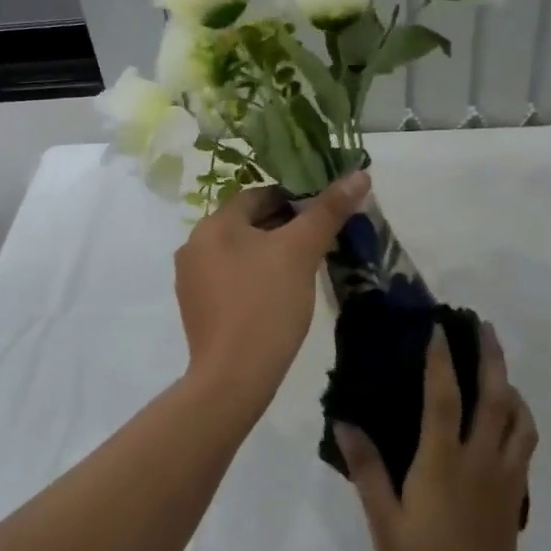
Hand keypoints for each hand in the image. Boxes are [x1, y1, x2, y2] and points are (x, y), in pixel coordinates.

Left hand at [175, 171, 369, 401]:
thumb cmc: (266, 304)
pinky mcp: (197, 309)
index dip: (294, 198)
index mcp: (213, 224)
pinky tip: (279, 295)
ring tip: (304, 268)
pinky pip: (230, 280)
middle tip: (320, 240)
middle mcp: (194, 245)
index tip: (323, 213)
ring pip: (239, 252)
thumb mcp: (302, 252)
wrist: (233, 376)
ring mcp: (192, 280)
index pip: (257, 195)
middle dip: (283, 227)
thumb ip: (328, 211)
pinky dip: (254, 278)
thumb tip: (359, 174)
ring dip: (269, 253)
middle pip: (247, 223)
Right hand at [337, 323, 535, 550]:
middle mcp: (480, 462)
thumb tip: (345, 422)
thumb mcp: (383, 522)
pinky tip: (504, 416)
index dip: (441, 360)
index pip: (444, 398)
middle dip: (491, 357)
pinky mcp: (515, 495)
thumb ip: (367, 469)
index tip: (437, 328)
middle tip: (484, 327)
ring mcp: (504, 479)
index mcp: (443, 465)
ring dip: (510, 384)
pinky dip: (519, 417)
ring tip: (495, 367)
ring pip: (519, 419)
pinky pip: (523, 442)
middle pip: (495, 397)